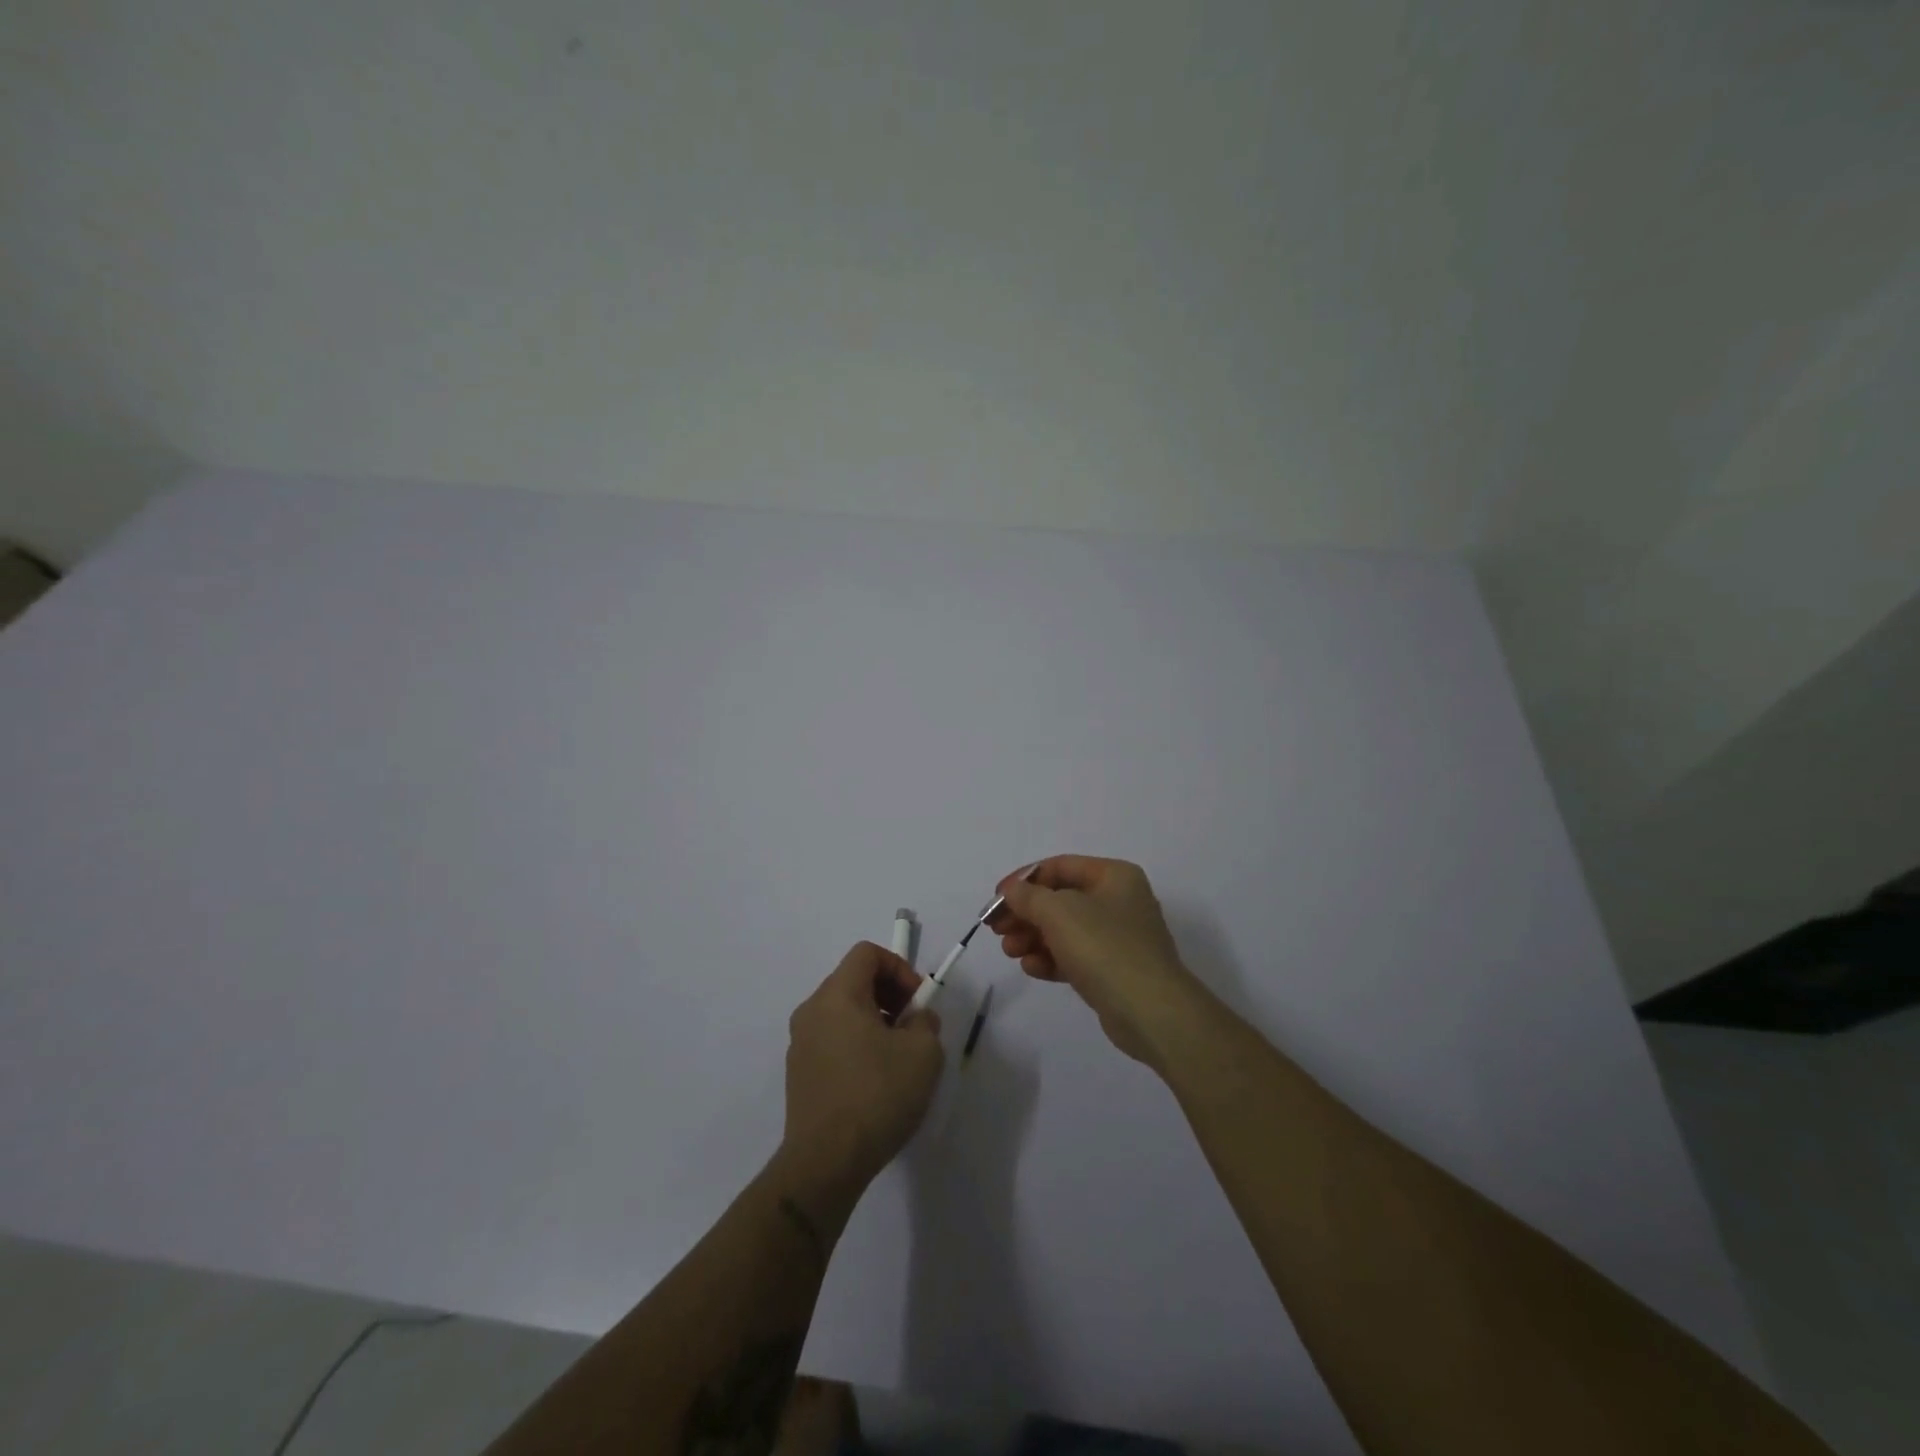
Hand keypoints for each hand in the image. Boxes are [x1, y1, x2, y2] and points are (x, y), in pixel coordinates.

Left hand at [783, 943, 944, 1189]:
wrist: (825, 1162)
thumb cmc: (877, 1095)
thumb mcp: (923, 1052)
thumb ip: (925, 1022)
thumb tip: (916, 1020)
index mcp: (837, 995)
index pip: (867, 953)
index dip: (899, 967)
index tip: (918, 1001)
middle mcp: (812, 1010)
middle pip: (853, 980)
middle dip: (889, 994)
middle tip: (913, 1026)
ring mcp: (800, 1043)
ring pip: (843, 1011)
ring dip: (874, 1020)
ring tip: (898, 1056)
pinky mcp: (799, 1073)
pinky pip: (832, 1039)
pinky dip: (856, 1043)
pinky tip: (875, 1081)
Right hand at [989, 855, 1203, 1067]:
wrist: (1150, 1010)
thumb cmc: (1104, 947)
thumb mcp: (1059, 912)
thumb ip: (1029, 897)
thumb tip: (1013, 891)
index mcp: (1114, 876)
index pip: (1059, 866)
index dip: (1023, 879)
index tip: (997, 898)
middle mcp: (1119, 901)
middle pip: (1060, 899)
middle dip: (1025, 913)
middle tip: (996, 928)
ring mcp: (1119, 937)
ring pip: (1065, 930)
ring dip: (1033, 937)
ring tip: (1009, 951)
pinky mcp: (1114, 971)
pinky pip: (1075, 956)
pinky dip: (1051, 958)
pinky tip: (1031, 968)